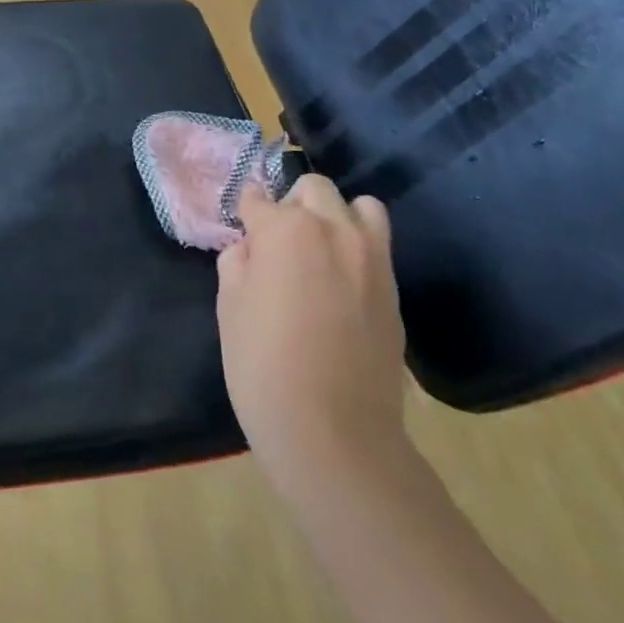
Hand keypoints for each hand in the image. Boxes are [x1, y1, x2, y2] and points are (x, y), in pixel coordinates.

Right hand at [217, 173, 407, 498]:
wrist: (334, 433)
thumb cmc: (263, 365)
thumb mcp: (230, 307)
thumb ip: (238, 262)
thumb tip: (252, 250)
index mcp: (284, 229)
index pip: (258, 199)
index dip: (246, 213)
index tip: (242, 227)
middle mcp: (333, 230)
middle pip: (314, 189)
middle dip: (292, 205)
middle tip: (278, 242)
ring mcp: (371, 258)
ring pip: (359, 206)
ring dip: (336, 217)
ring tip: (320, 252)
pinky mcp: (394, 289)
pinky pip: (377, 246)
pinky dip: (358, 248)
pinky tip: (341, 284)